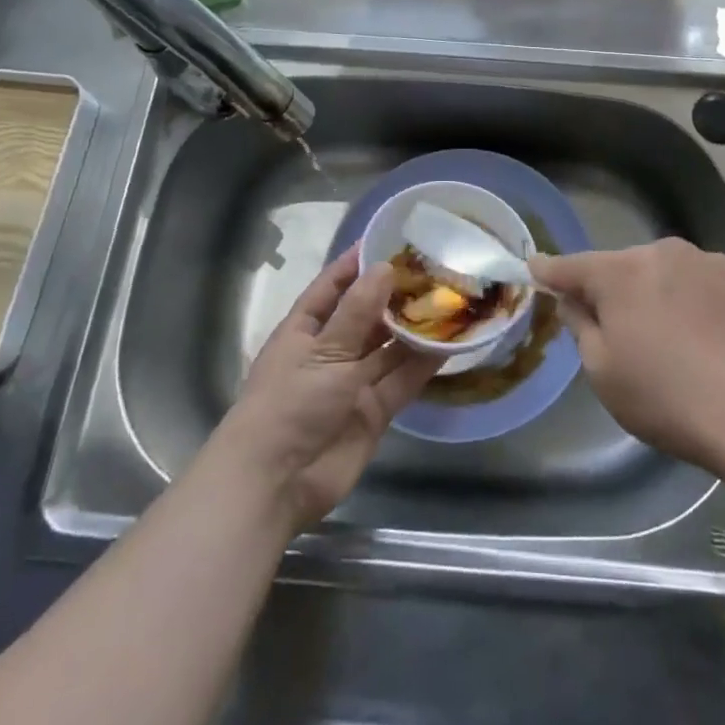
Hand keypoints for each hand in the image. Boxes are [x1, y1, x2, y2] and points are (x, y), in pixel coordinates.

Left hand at [213, 251, 441, 531]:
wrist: (275, 485)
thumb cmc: (289, 404)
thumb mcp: (324, 352)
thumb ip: (358, 312)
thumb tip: (385, 267)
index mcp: (305, 329)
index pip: (333, 286)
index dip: (356, 263)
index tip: (388, 238)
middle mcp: (330, 350)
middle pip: (366, 315)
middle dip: (395, 294)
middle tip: (433, 267)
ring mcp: (352, 382)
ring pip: (388, 347)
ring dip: (414, 327)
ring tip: (449, 298)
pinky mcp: (373, 411)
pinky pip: (402, 380)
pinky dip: (423, 363)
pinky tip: (449, 342)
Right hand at [530, 238, 724, 470]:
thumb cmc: (668, 396)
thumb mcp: (605, 374)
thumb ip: (582, 327)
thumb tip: (576, 300)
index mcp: (620, 273)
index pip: (572, 267)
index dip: (550, 270)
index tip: (536, 266)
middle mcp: (663, 253)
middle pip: (627, 270)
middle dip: (619, 292)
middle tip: (625, 334)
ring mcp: (711, 262)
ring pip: (672, 276)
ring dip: (664, 298)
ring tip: (680, 344)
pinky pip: (710, 289)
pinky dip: (704, 308)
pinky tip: (718, 345)